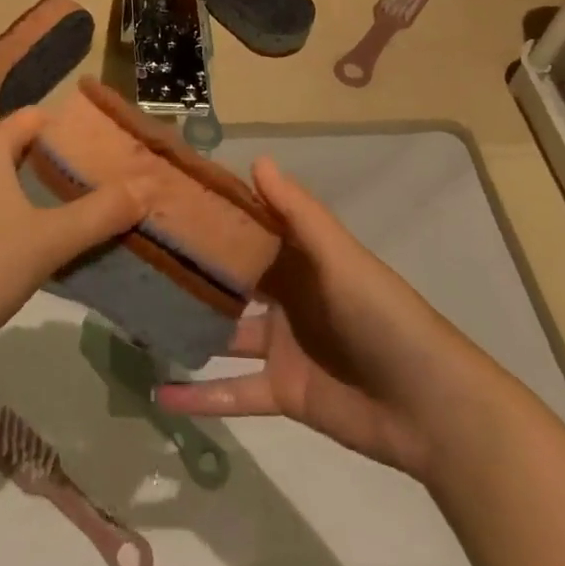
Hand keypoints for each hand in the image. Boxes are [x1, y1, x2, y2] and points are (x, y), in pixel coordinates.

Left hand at [0, 108, 145, 365]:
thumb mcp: (47, 241)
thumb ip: (100, 213)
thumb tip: (147, 188)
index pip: (37, 117)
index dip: (76, 129)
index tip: (115, 150)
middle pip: (27, 148)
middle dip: (68, 164)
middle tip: (113, 183)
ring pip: (12, 180)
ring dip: (48, 193)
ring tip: (93, 211)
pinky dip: (25, 214)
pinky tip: (49, 241)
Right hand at [156, 158, 499, 479]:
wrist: (432, 407)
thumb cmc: (384, 317)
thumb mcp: (342, 258)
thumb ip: (299, 213)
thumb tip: (256, 158)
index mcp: (300, 260)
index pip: (249, 230)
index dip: (212, 216)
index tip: (162, 201)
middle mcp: (285, 297)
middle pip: (229, 280)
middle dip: (189, 270)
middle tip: (132, 259)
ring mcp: (281, 346)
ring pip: (222, 333)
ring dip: (186, 328)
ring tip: (134, 321)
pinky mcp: (282, 392)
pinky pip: (232, 392)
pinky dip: (199, 396)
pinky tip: (157, 393)